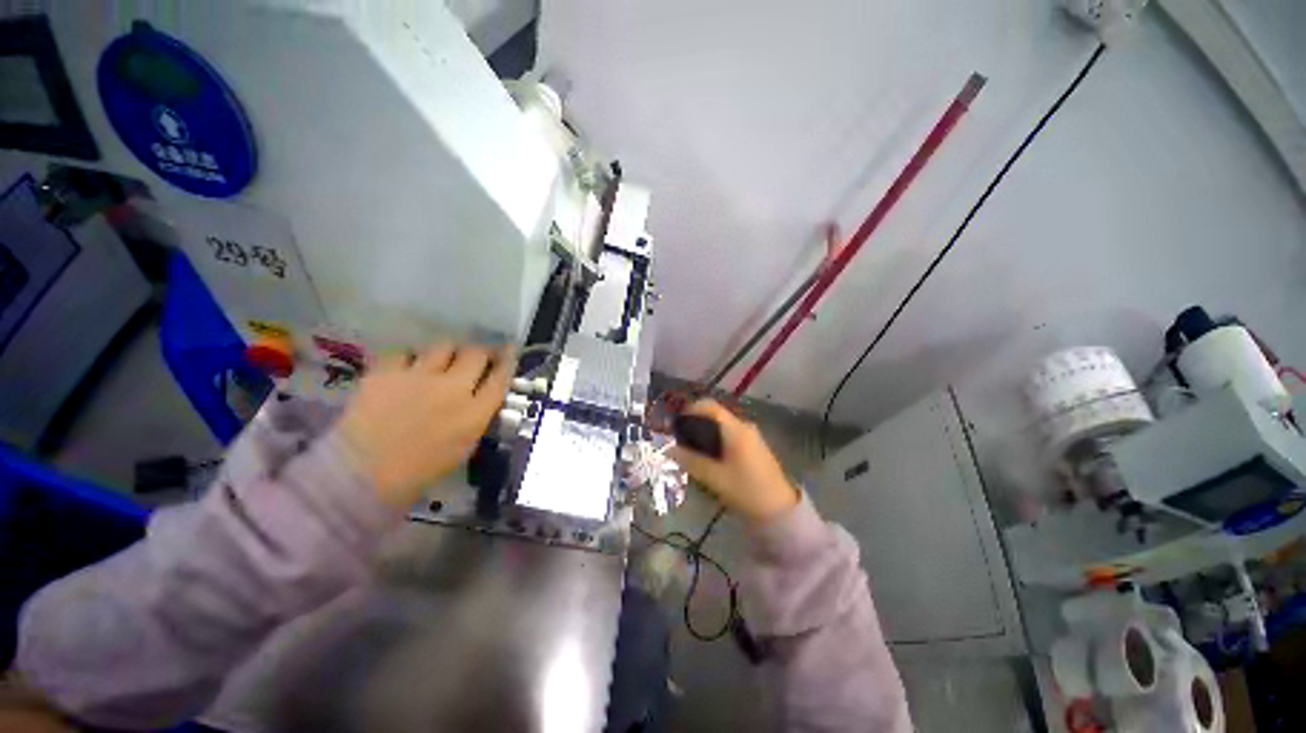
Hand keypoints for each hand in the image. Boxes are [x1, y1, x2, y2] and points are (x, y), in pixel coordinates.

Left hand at [336, 343, 513, 509]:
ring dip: (448, 352)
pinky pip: (405, 352)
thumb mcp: (464, 446)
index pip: (501, 376)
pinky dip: (410, 358)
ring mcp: (419, 377)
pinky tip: (406, 370)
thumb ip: (477, 416)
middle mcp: (453, 389)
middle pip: (476, 354)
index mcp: (475, 413)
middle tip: (476, 356)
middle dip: (480, 352)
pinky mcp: (386, 372)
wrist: (362, 476)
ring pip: (444, 346)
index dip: (508, 360)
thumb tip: (481, 396)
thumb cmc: (420, 470)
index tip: (509, 351)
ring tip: (440, 361)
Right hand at [669, 400, 799, 523]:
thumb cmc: (745, 490)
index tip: (676, 424)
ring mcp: (751, 435)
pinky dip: (716, 439)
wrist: (779, 509)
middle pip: (715, 415)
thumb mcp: (714, 477)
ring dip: (706, 432)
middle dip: (696, 423)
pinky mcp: (755, 446)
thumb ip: (690, 460)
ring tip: (692, 450)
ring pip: (722, 425)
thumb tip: (668, 449)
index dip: (690, 410)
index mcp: (735, 429)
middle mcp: (744, 426)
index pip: (709, 406)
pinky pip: (730, 434)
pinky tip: (709, 457)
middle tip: (680, 440)